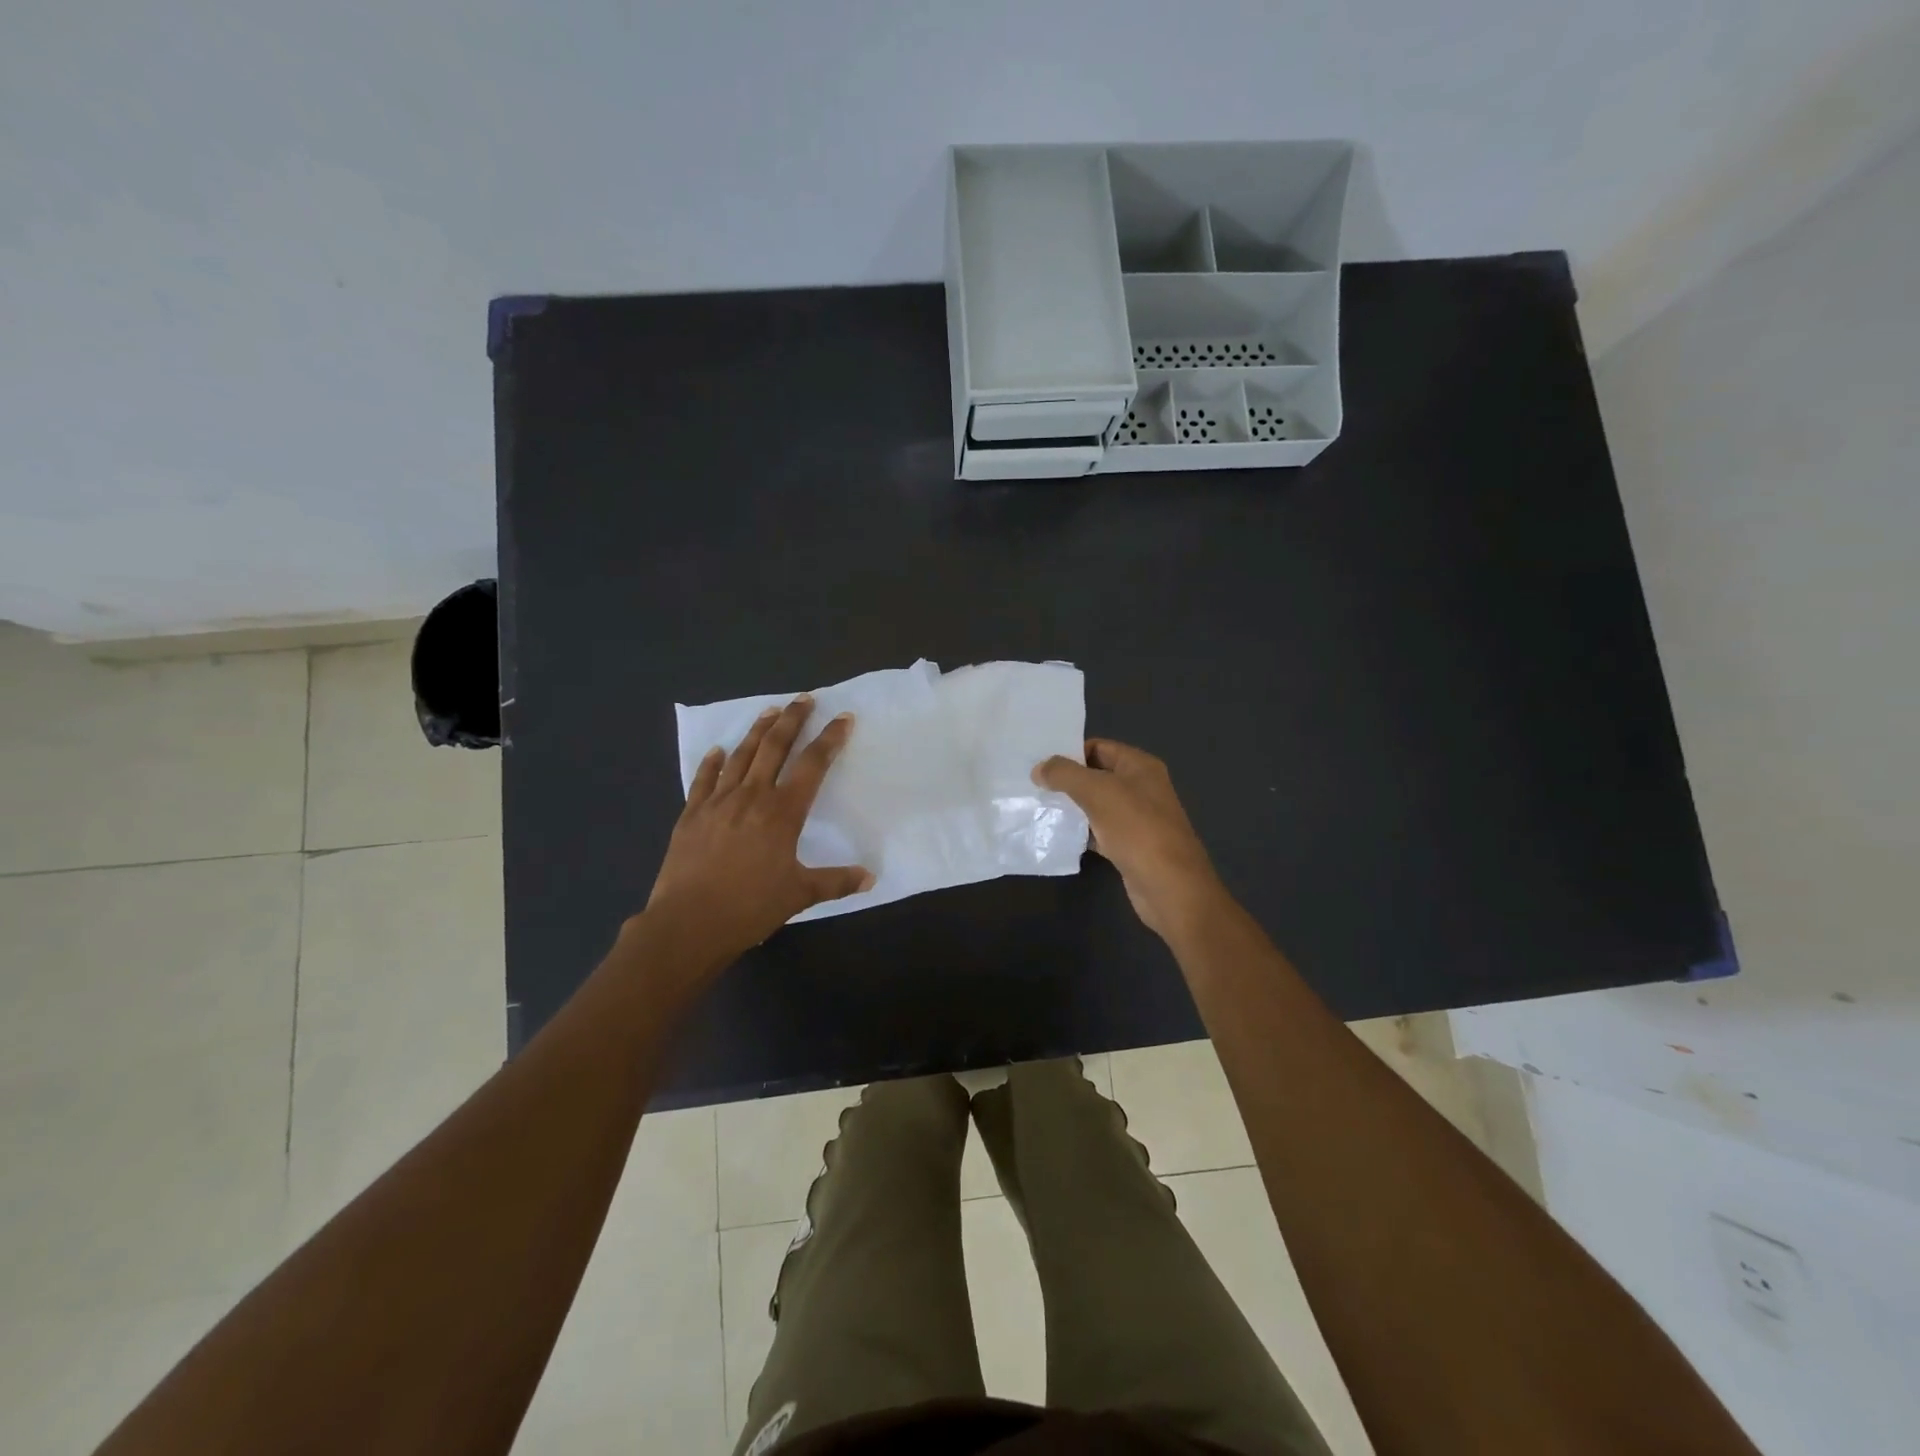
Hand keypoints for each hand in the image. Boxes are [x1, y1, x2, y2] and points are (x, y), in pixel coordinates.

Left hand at [642, 696, 873, 972]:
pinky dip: (712, 762)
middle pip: (774, 747)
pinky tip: (717, 750)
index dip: (830, 739)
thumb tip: (870, 877)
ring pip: (741, 756)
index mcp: (782, 812)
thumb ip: (836, 882)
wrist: (688, 923)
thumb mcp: (800, 894)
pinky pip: (703, 779)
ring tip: (769, 711)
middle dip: (792, 720)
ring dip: (757, 730)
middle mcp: (751, 796)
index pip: (812, 765)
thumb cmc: (750, 908)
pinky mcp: (691, 814)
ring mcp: (717, 802)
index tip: (842, 718)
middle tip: (804, 699)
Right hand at [1034, 739, 1225, 940]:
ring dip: (1072, 806)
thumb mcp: (1097, 791)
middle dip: (1067, 781)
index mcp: (1140, 766)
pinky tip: (1059, 835)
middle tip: (1034, 786)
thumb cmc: (1136, 829)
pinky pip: (1100, 830)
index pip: (1099, 747)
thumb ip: (1065, 775)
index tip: (1041, 764)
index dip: (1071, 753)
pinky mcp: (1130, 846)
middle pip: (1097, 776)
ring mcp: (1137, 818)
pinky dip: (1081, 831)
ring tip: (1040, 808)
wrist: (1169, 886)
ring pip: (1097, 805)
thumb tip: (1038, 768)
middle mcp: (1141, 788)